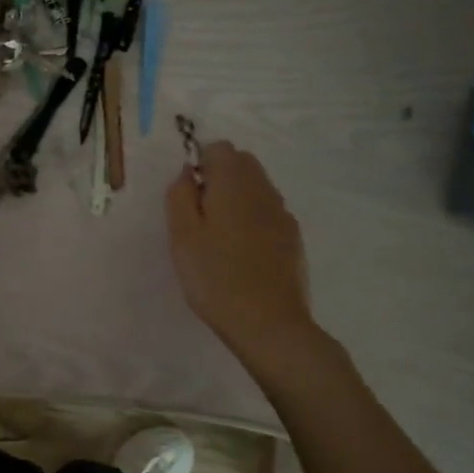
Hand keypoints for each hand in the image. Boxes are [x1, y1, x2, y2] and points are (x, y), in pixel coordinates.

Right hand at [166, 142, 315, 360]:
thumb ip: (180, 196)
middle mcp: (263, 190)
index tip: (188, 196)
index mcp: (234, 183)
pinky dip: (252, 219)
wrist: (268, 324)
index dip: (199, 164)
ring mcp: (282, 214)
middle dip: (219, 176)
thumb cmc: (215, 277)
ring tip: (218, 237)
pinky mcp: (292, 238)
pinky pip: (268, 212)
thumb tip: (187, 174)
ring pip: (256, 187)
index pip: (218, 148)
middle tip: (199, 215)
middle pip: (241, 163)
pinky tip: (241, 252)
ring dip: (236, 198)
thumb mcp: (182, 236)